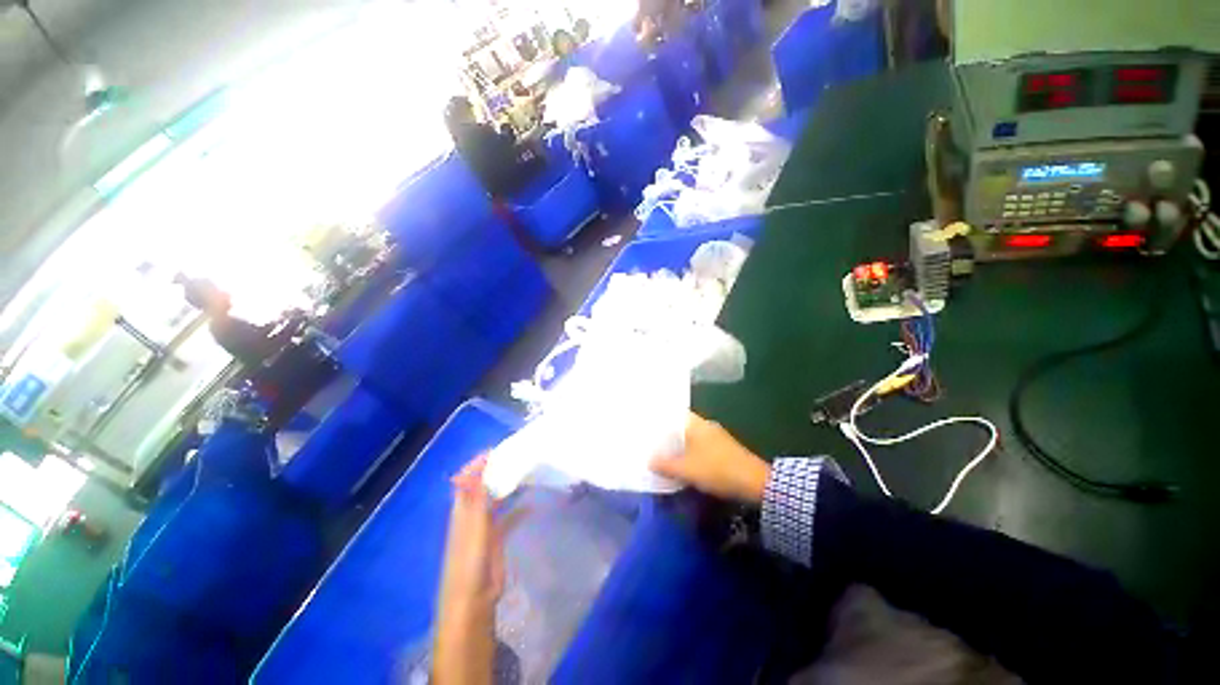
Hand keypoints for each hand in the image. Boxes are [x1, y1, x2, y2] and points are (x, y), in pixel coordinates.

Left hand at [434, 456, 523, 684]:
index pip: (467, 479)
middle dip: (496, 471)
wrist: (473, 602)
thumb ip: (475, 498)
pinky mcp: (497, 539)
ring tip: (527, 472)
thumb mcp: (473, 527)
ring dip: (507, 486)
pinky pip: (509, 517)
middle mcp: (472, 514)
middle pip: (483, 486)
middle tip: (518, 456)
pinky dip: (519, 508)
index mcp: (462, 510)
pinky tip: (533, 502)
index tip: (499, 449)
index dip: (479, 464)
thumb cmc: (470, 562)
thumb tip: (473, 467)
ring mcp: (485, 527)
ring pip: (496, 499)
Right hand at [651, 414, 770, 503]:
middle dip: (667, 435)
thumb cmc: (717, 470)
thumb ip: (665, 464)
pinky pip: (699, 447)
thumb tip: (649, 461)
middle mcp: (706, 426)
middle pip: (681, 427)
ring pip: (691, 438)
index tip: (647, 426)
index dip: (660, 420)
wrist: (755, 484)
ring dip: (679, 446)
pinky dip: (689, 453)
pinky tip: (683, 463)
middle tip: (651, 443)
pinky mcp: (723, 450)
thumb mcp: (687, 469)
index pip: (674, 414)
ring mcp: (716, 437)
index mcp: (697, 424)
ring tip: (662, 454)